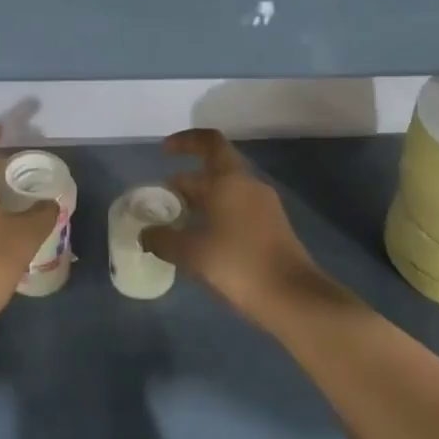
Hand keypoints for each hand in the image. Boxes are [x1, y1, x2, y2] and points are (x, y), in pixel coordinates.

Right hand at [142, 129, 337, 325]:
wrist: (293, 297)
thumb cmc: (239, 264)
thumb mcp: (193, 253)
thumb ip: (163, 239)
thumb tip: (145, 234)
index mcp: (231, 180)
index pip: (208, 142)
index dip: (185, 141)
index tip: (163, 153)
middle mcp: (249, 185)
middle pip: (214, 170)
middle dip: (185, 182)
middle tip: (160, 202)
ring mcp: (264, 207)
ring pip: (226, 192)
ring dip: (200, 201)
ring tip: (175, 223)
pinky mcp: (271, 228)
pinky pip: (237, 210)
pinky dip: (215, 215)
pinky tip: (200, 241)